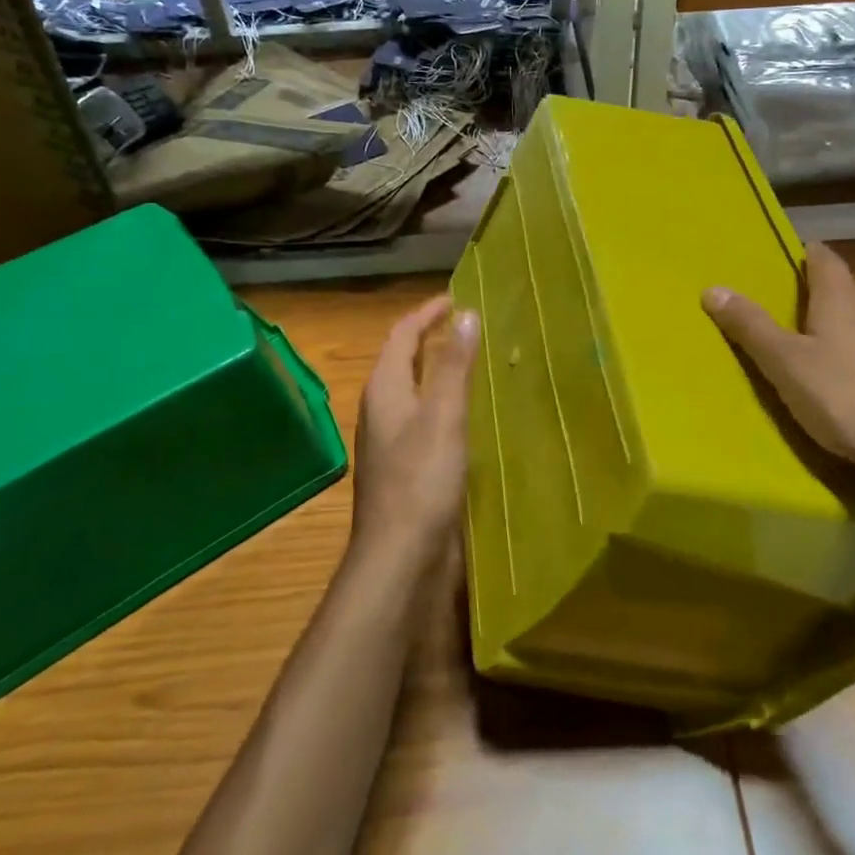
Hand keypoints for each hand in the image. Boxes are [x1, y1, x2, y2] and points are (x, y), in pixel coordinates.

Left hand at [351, 295, 480, 563]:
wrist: (400, 557)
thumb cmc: (421, 480)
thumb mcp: (443, 415)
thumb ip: (454, 365)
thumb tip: (465, 315)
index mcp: (385, 391)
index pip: (401, 336)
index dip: (426, 314)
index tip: (456, 298)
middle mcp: (382, 411)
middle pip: (402, 361)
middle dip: (430, 339)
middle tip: (467, 326)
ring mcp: (390, 442)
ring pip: (413, 392)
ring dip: (437, 371)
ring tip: (472, 362)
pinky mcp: (404, 468)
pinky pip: (423, 420)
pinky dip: (443, 403)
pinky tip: (468, 416)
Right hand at [703, 243, 854, 518]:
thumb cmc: (848, 398)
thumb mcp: (785, 365)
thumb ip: (750, 327)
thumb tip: (712, 288)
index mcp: (842, 297)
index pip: (824, 258)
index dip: (807, 255)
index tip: (791, 260)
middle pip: (852, 287)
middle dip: (829, 294)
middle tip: (800, 314)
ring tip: (831, 349)